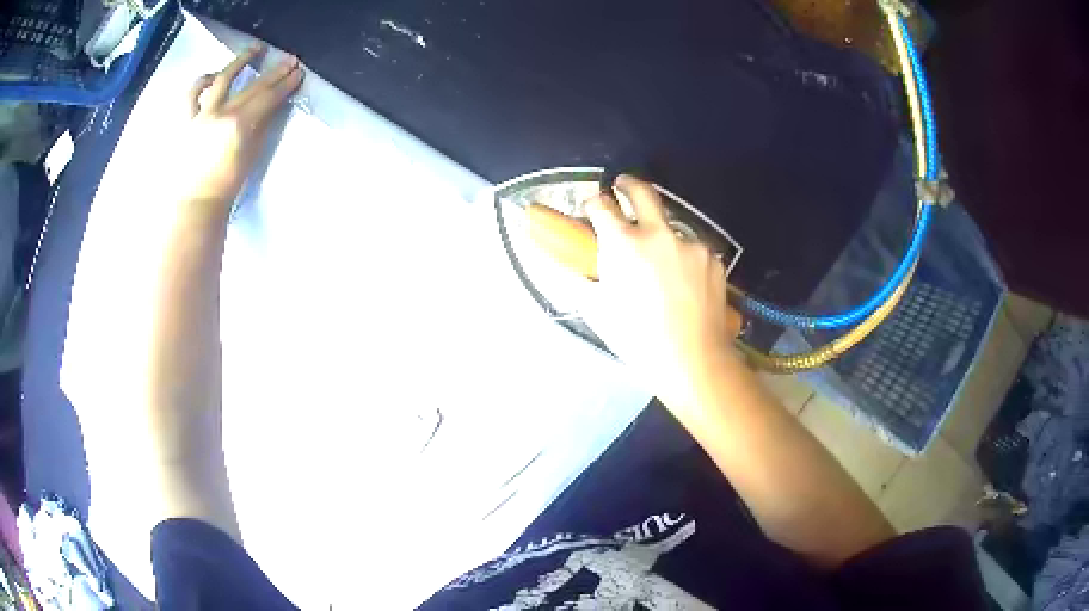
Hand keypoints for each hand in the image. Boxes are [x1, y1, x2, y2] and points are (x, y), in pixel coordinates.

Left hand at [179, 45, 303, 208]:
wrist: (194, 204)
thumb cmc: (225, 187)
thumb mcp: (250, 158)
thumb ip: (260, 129)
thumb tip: (271, 109)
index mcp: (239, 125)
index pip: (268, 98)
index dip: (285, 84)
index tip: (298, 73)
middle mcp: (221, 113)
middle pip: (252, 86)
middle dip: (273, 72)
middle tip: (288, 60)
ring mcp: (201, 115)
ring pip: (222, 80)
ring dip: (241, 61)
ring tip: (254, 49)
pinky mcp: (186, 121)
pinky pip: (191, 96)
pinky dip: (202, 82)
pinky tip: (213, 75)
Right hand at [584, 175, 742, 405]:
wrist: (693, 360)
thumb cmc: (637, 339)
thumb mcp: (598, 310)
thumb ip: (578, 279)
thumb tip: (563, 263)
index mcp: (623, 243)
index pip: (601, 205)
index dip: (593, 203)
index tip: (592, 207)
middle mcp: (658, 233)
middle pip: (642, 191)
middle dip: (627, 184)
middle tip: (621, 186)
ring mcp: (690, 244)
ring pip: (671, 225)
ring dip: (660, 232)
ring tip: (660, 260)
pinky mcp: (712, 259)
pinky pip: (693, 249)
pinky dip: (684, 257)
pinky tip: (684, 282)